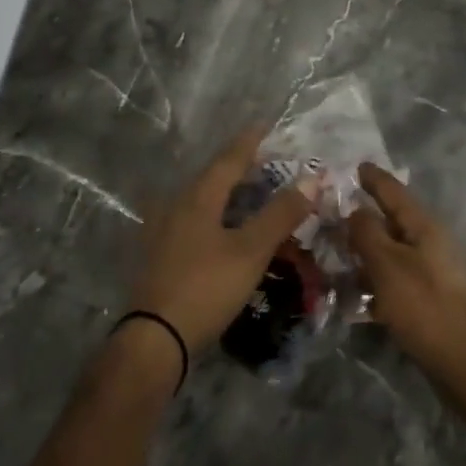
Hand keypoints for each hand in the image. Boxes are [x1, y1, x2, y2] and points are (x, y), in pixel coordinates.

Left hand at [128, 127, 311, 353]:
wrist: (153, 340)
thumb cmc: (205, 287)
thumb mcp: (251, 251)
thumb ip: (281, 214)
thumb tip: (312, 178)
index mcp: (198, 197)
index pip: (229, 159)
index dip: (250, 142)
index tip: (265, 125)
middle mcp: (176, 205)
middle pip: (212, 177)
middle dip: (240, 168)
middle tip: (266, 163)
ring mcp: (163, 231)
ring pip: (200, 201)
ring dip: (226, 194)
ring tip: (248, 195)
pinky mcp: (158, 256)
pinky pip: (192, 222)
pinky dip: (214, 217)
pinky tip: (222, 231)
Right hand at [349, 164, 465, 381]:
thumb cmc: (426, 307)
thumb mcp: (388, 265)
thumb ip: (367, 233)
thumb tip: (354, 210)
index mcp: (423, 226)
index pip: (393, 191)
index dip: (373, 178)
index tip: (354, 165)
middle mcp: (429, 243)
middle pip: (390, 221)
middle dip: (362, 217)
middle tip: (330, 215)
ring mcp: (430, 273)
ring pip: (390, 253)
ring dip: (364, 254)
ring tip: (333, 257)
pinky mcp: (428, 301)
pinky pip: (394, 282)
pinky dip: (374, 283)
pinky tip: (352, 298)